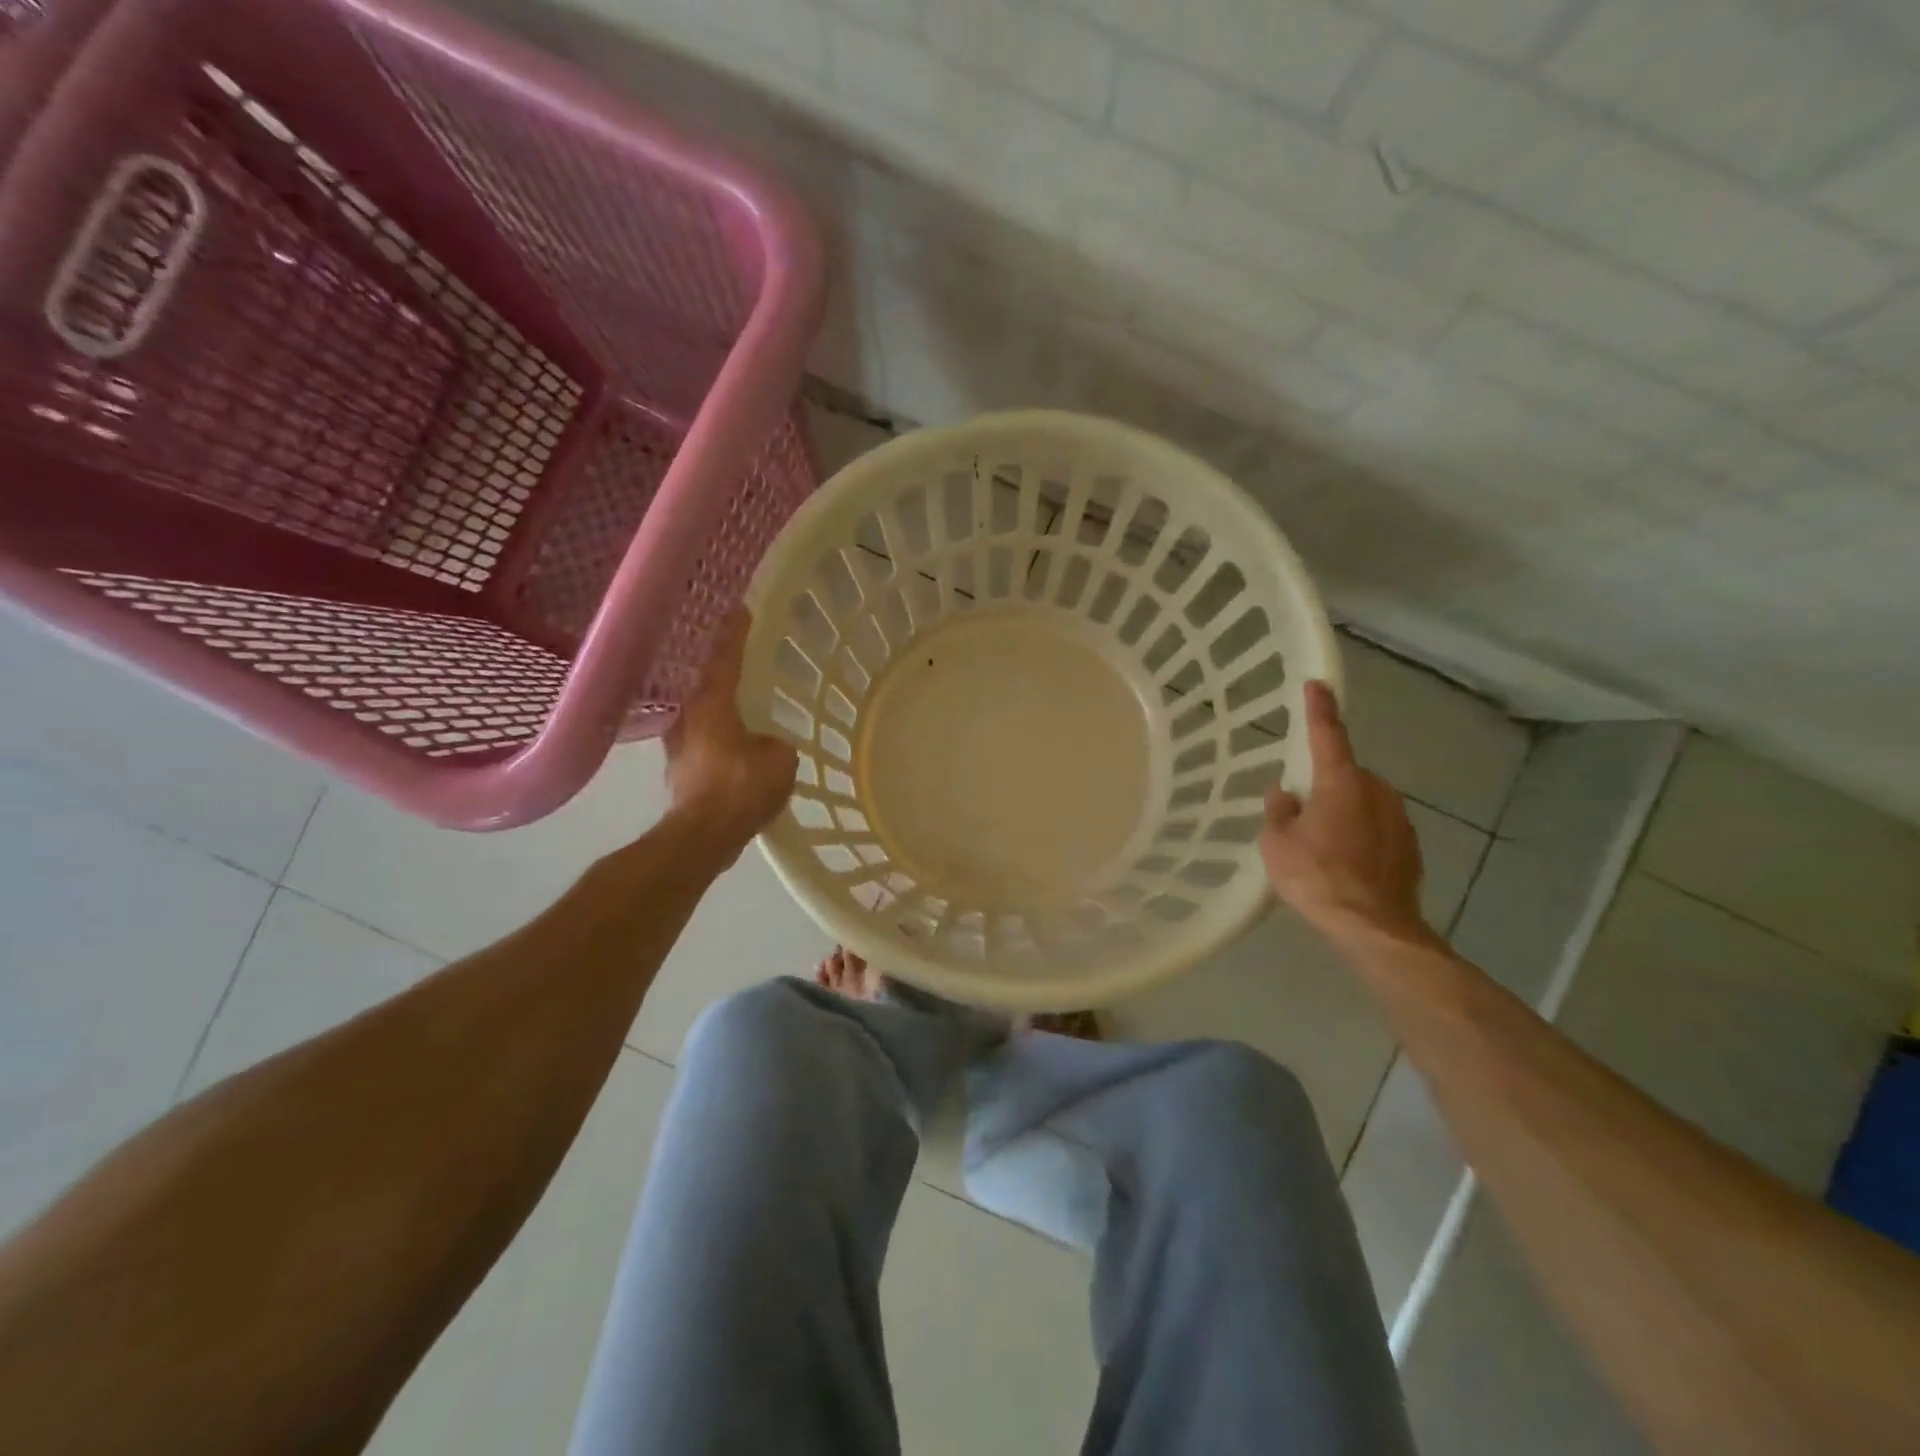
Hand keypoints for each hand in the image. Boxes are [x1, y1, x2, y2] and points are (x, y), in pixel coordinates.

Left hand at [664, 609, 796, 856]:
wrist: (704, 835)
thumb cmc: (741, 788)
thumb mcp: (779, 759)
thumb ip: (774, 743)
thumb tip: (763, 745)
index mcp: (711, 704)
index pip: (725, 659)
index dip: (735, 634)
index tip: (740, 609)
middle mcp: (687, 717)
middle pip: (704, 683)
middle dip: (719, 669)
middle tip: (736, 655)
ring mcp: (679, 746)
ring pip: (700, 714)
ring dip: (716, 705)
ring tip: (737, 701)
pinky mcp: (682, 771)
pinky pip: (704, 740)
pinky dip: (717, 734)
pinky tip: (734, 743)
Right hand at [1261, 681, 1430, 940]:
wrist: (1373, 926)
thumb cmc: (1317, 877)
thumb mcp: (1277, 843)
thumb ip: (1279, 810)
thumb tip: (1286, 793)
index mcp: (1341, 781)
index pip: (1328, 734)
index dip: (1319, 708)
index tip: (1316, 683)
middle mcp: (1376, 790)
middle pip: (1345, 774)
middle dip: (1326, 785)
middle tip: (1301, 814)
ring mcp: (1399, 818)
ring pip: (1363, 801)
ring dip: (1344, 811)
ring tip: (1322, 846)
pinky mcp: (1411, 846)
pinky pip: (1378, 828)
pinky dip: (1362, 836)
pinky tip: (1346, 864)